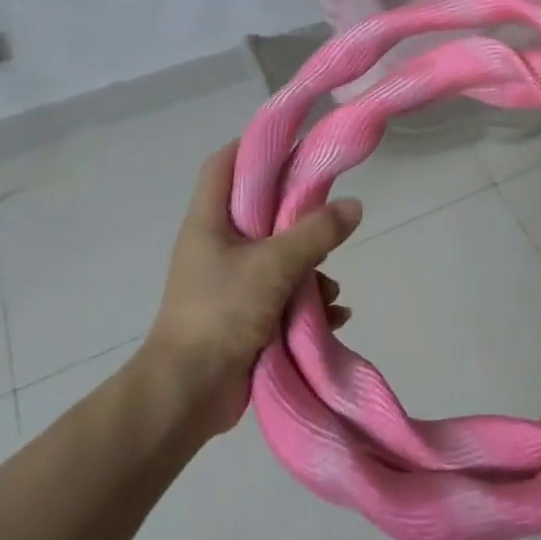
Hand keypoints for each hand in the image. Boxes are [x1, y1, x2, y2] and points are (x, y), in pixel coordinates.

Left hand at [138, 142, 360, 434]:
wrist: (187, 394)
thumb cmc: (222, 312)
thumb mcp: (274, 265)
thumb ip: (316, 232)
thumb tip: (353, 206)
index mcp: (209, 221)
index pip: (225, 164)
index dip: (256, 147)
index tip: (297, 145)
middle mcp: (217, 245)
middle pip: (262, 209)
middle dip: (300, 216)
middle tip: (331, 214)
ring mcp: (230, 281)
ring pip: (279, 255)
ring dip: (311, 268)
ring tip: (330, 289)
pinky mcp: (243, 314)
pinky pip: (283, 294)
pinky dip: (308, 302)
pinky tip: (333, 316)